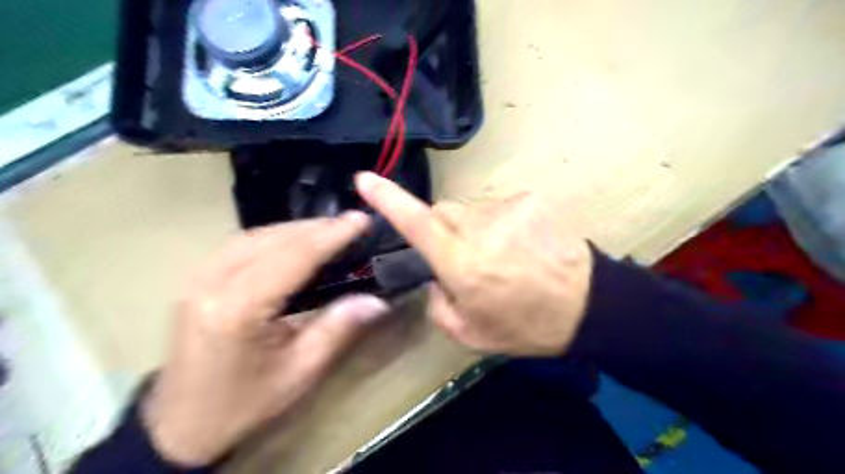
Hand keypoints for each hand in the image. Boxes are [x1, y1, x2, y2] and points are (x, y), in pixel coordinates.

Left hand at [144, 213, 388, 468]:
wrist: (179, 426)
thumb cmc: (243, 404)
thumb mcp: (299, 372)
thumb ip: (337, 330)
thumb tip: (376, 301)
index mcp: (237, 310)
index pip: (292, 257)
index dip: (330, 235)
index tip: (360, 220)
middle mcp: (211, 283)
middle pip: (272, 239)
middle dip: (315, 228)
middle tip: (350, 224)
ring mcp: (197, 278)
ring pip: (254, 235)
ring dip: (295, 229)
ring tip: (329, 230)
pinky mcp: (196, 279)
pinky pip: (241, 244)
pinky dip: (274, 237)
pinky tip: (293, 242)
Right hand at [353, 172, 589, 355]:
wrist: (588, 305)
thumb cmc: (525, 325)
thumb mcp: (469, 333)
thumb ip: (437, 304)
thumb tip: (436, 277)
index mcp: (461, 263)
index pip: (416, 222)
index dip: (388, 199)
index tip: (364, 179)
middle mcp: (479, 227)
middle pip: (441, 213)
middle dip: (441, 232)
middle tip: (463, 260)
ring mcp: (506, 208)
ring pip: (468, 211)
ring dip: (472, 230)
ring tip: (499, 257)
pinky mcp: (528, 199)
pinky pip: (496, 208)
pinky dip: (497, 225)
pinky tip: (520, 246)